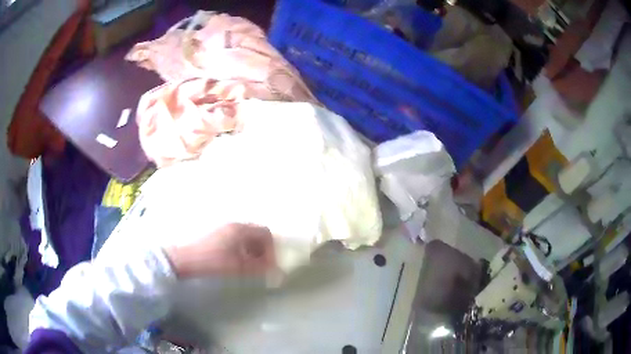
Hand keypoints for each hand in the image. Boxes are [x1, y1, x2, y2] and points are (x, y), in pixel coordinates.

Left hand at [163, 223, 275, 278]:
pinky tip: (236, 262)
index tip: (270, 265)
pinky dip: (242, 250)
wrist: (185, 260)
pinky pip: (235, 240)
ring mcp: (223, 229)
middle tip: (262, 266)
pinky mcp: (215, 235)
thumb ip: (259, 268)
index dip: (272, 249)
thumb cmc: (214, 262)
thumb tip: (275, 270)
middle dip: (263, 250)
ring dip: (252, 250)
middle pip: (256, 233)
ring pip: (245, 237)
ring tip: (250, 266)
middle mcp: (233, 225)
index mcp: (241, 229)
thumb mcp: (239, 267)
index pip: (266, 233)